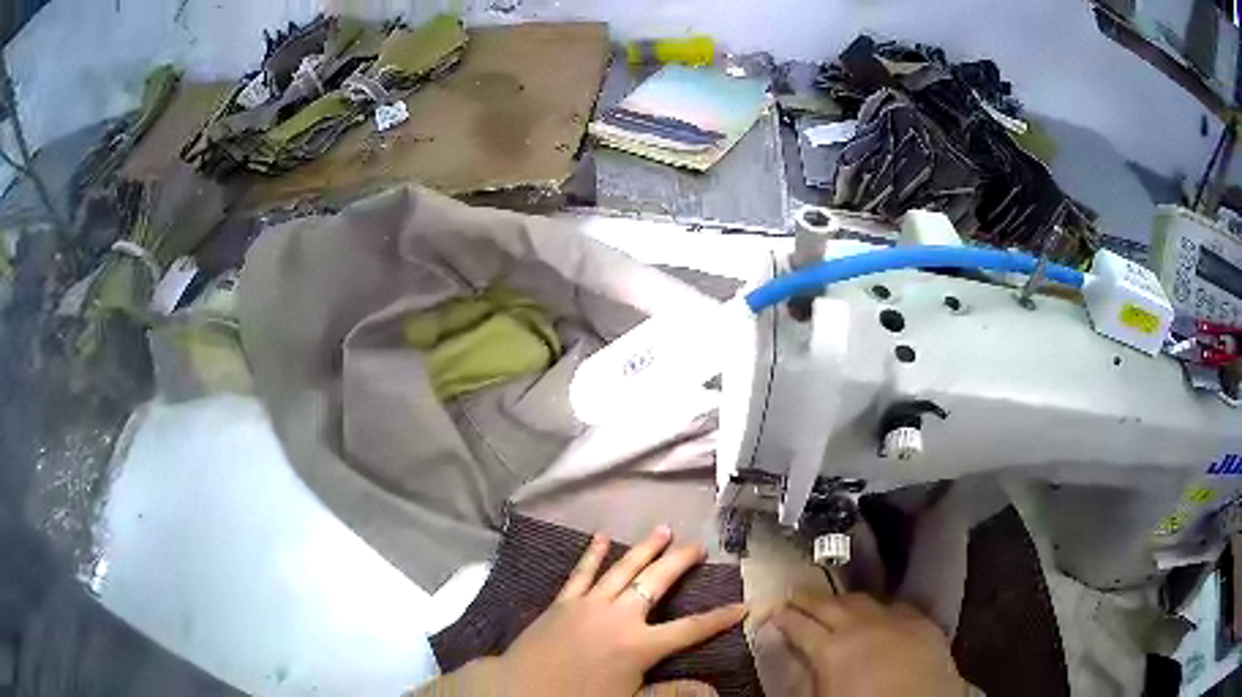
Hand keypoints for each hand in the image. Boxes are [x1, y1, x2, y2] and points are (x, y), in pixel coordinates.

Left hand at [498, 525, 746, 696]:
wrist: (520, 689)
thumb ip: (671, 692)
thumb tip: (713, 691)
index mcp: (639, 645)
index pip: (691, 629)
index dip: (720, 618)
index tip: (744, 605)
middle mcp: (619, 617)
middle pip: (657, 583)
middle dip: (680, 563)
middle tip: (698, 546)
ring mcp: (589, 604)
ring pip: (623, 569)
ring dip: (645, 548)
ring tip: (663, 529)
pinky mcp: (563, 601)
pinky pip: (581, 573)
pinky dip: (592, 554)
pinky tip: (600, 537)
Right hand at [769, 591, 967, 696]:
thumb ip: (806, 675)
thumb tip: (794, 656)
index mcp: (830, 649)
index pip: (798, 625)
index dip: (781, 616)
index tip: (771, 611)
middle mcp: (861, 626)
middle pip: (827, 604)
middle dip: (806, 599)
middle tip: (792, 595)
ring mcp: (895, 620)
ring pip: (861, 600)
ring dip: (841, 601)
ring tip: (830, 604)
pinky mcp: (922, 622)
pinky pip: (895, 606)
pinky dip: (878, 609)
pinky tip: (876, 615)